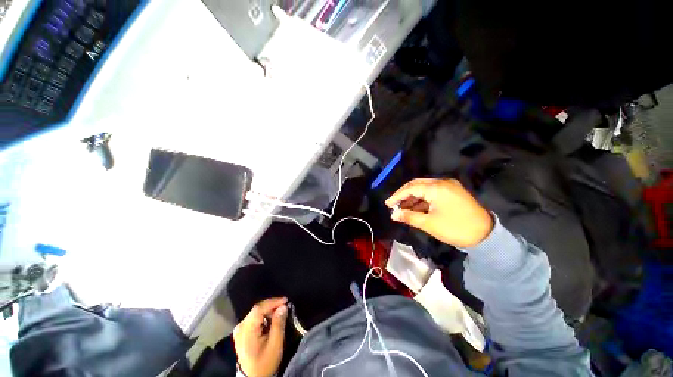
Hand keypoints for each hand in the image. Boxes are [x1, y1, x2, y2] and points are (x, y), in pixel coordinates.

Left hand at [233, 298, 287, 376]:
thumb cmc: (265, 362)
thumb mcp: (275, 345)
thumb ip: (278, 324)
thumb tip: (283, 307)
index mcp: (246, 330)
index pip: (259, 309)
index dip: (273, 302)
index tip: (286, 301)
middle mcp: (240, 327)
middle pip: (257, 309)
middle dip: (272, 306)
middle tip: (284, 307)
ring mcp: (239, 329)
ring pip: (256, 312)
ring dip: (268, 310)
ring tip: (280, 313)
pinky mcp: (241, 332)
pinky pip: (254, 318)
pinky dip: (264, 316)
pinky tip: (271, 319)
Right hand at [385, 178, 493, 247]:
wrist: (486, 235)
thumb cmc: (455, 228)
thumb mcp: (429, 224)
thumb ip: (409, 217)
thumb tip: (393, 215)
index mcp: (436, 188)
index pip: (410, 188)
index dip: (397, 196)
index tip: (387, 204)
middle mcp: (442, 182)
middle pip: (416, 184)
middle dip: (404, 195)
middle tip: (394, 205)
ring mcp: (449, 186)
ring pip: (424, 188)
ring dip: (413, 197)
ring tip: (403, 208)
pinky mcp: (453, 192)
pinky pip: (432, 192)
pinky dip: (422, 199)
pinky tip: (416, 208)